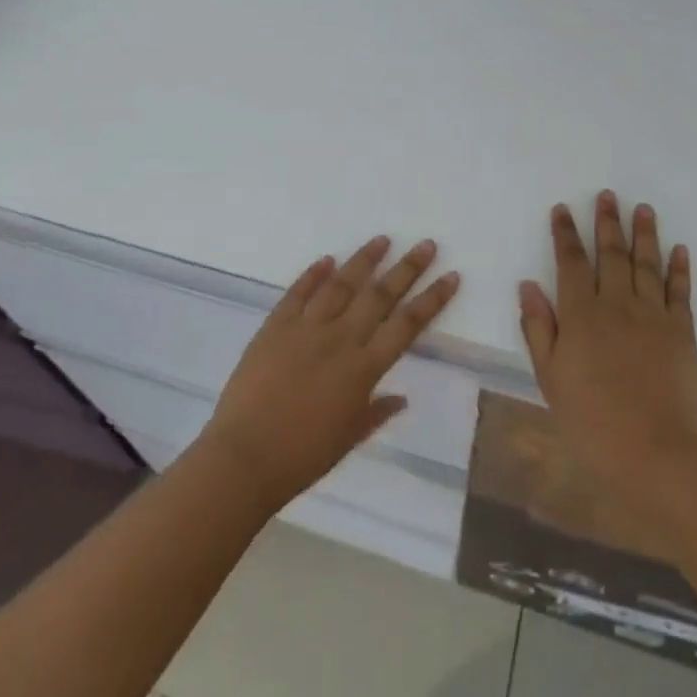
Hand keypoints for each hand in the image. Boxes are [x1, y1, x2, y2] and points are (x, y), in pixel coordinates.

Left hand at [198, 236, 459, 513]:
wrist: (245, 457)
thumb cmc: (303, 456)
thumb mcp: (348, 438)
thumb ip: (376, 412)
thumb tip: (401, 397)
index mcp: (363, 369)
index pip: (406, 326)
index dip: (431, 300)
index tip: (451, 276)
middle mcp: (339, 340)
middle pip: (379, 296)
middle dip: (407, 268)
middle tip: (426, 245)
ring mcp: (305, 328)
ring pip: (341, 285)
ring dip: (363, 260)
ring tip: (382, 240)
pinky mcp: (275, 326)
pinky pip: (298, 293)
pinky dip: (313, 274)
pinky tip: (327, 259)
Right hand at [518, 192, 696, 503]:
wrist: (653, 453)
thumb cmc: (590, 418)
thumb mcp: (549, 376)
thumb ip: (538, 327)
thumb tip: (528, 284)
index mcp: (580, 313)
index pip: (570, 262)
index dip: (565, 234)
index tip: (563, 209)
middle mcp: (616, 304)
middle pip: (610, 254)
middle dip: (607, 222)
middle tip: (608, 195)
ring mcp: (653, 315)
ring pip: (646, 264)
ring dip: (644, 234)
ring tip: (643, 209)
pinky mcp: (682, 332)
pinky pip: (679, 292)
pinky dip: (679, 268)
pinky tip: (678, 249)